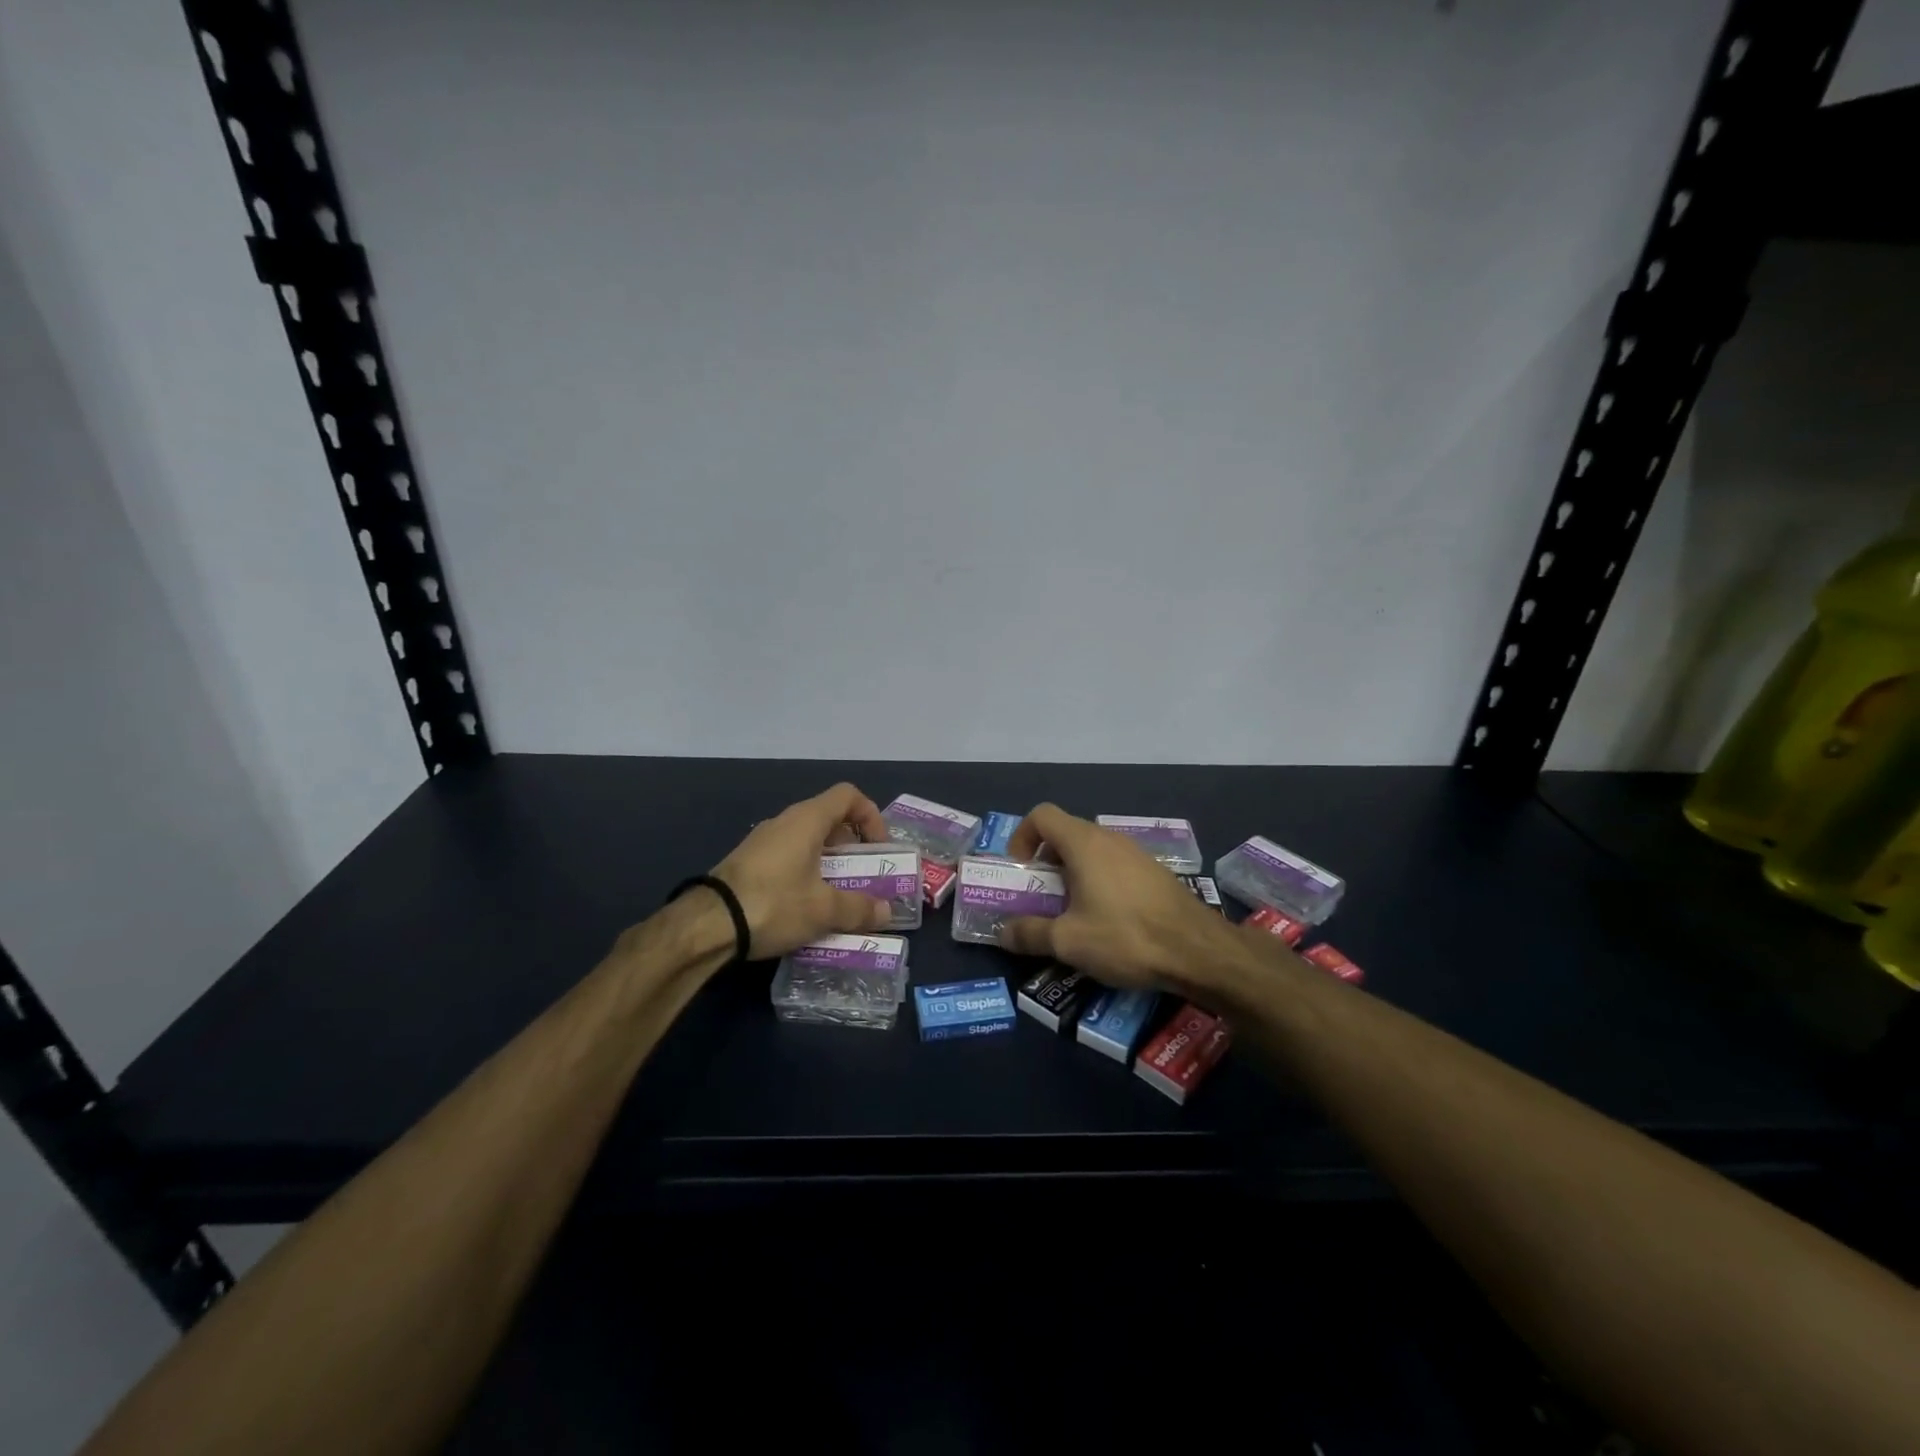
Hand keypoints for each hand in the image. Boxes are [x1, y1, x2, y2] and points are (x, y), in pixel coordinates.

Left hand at [712, 783, 895, 957]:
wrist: (707, 924)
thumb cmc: (774, 904)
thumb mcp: (824, 910)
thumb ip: (859, 908)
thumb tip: (886, 912)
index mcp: (807, 820)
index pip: (848, 796)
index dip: (870, 816)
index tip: (878, 848)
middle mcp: (785, 822)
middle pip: (829, 818)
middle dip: (852, 846)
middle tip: (862, 875)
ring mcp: (762, 841)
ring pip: (807, 840)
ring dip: (828, 862)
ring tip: (837, 895)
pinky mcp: (747, 862)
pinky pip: (787, 857)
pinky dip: (805, 872)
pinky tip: (805, 905)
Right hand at [997, 804, 1241, 991]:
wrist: (1199, 951)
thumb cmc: (1126, 937)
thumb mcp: (1068, 941)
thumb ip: (1029, 933)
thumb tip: (1002, 932)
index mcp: (1084, 843)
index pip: (1041, 815)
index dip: (1022, 837)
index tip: (1022, 872)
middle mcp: (1109, 838)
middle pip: (1065, 833)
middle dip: (1045, 862)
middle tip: (1041, 899)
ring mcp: (1136, 853)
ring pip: (1091, 851)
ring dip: (1072, 874)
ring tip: (1071, 913)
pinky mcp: (1155, 872)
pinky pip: (1114, 866)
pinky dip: (1099, 882)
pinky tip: (1107, 920)